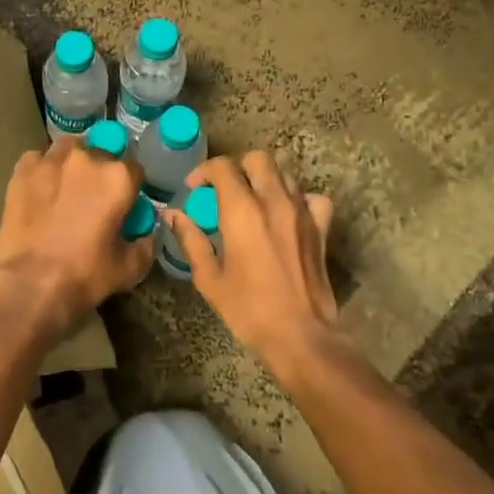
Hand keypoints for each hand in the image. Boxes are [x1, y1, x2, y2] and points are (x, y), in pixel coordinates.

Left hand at [0, 136, 153, 341]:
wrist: (29, 283)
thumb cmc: (84, 275)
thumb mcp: (129, 268)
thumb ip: (145, 244)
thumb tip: (146, 233)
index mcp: (118, 178)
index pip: (134, 169)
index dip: (129, 187)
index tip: (123, 203)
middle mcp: (87, 158)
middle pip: (100, 155)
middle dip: (99, 174)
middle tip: (92, 199)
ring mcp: (52, 160)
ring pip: (68, 150)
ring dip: (71, 164)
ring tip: (65, 188)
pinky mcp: (23, 169)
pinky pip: (38, 160)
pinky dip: (42, 170)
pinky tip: (39, 190)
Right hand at [164, 151, 339, 380]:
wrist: (301, 335)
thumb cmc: (248, 309)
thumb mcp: (209, 278)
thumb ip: (191, 240)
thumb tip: (173, 215)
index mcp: (242, 211)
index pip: (223, 167)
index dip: (204, 171)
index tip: (194, 189)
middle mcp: (274, 201)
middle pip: (257, 159)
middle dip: (237, 167)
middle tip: (223, 189)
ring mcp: (302, 212)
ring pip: (284, 174)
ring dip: (264, 180)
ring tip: (252, 201)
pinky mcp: (321, 227)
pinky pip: (311, 198)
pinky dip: (298, 199)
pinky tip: (287, 214)